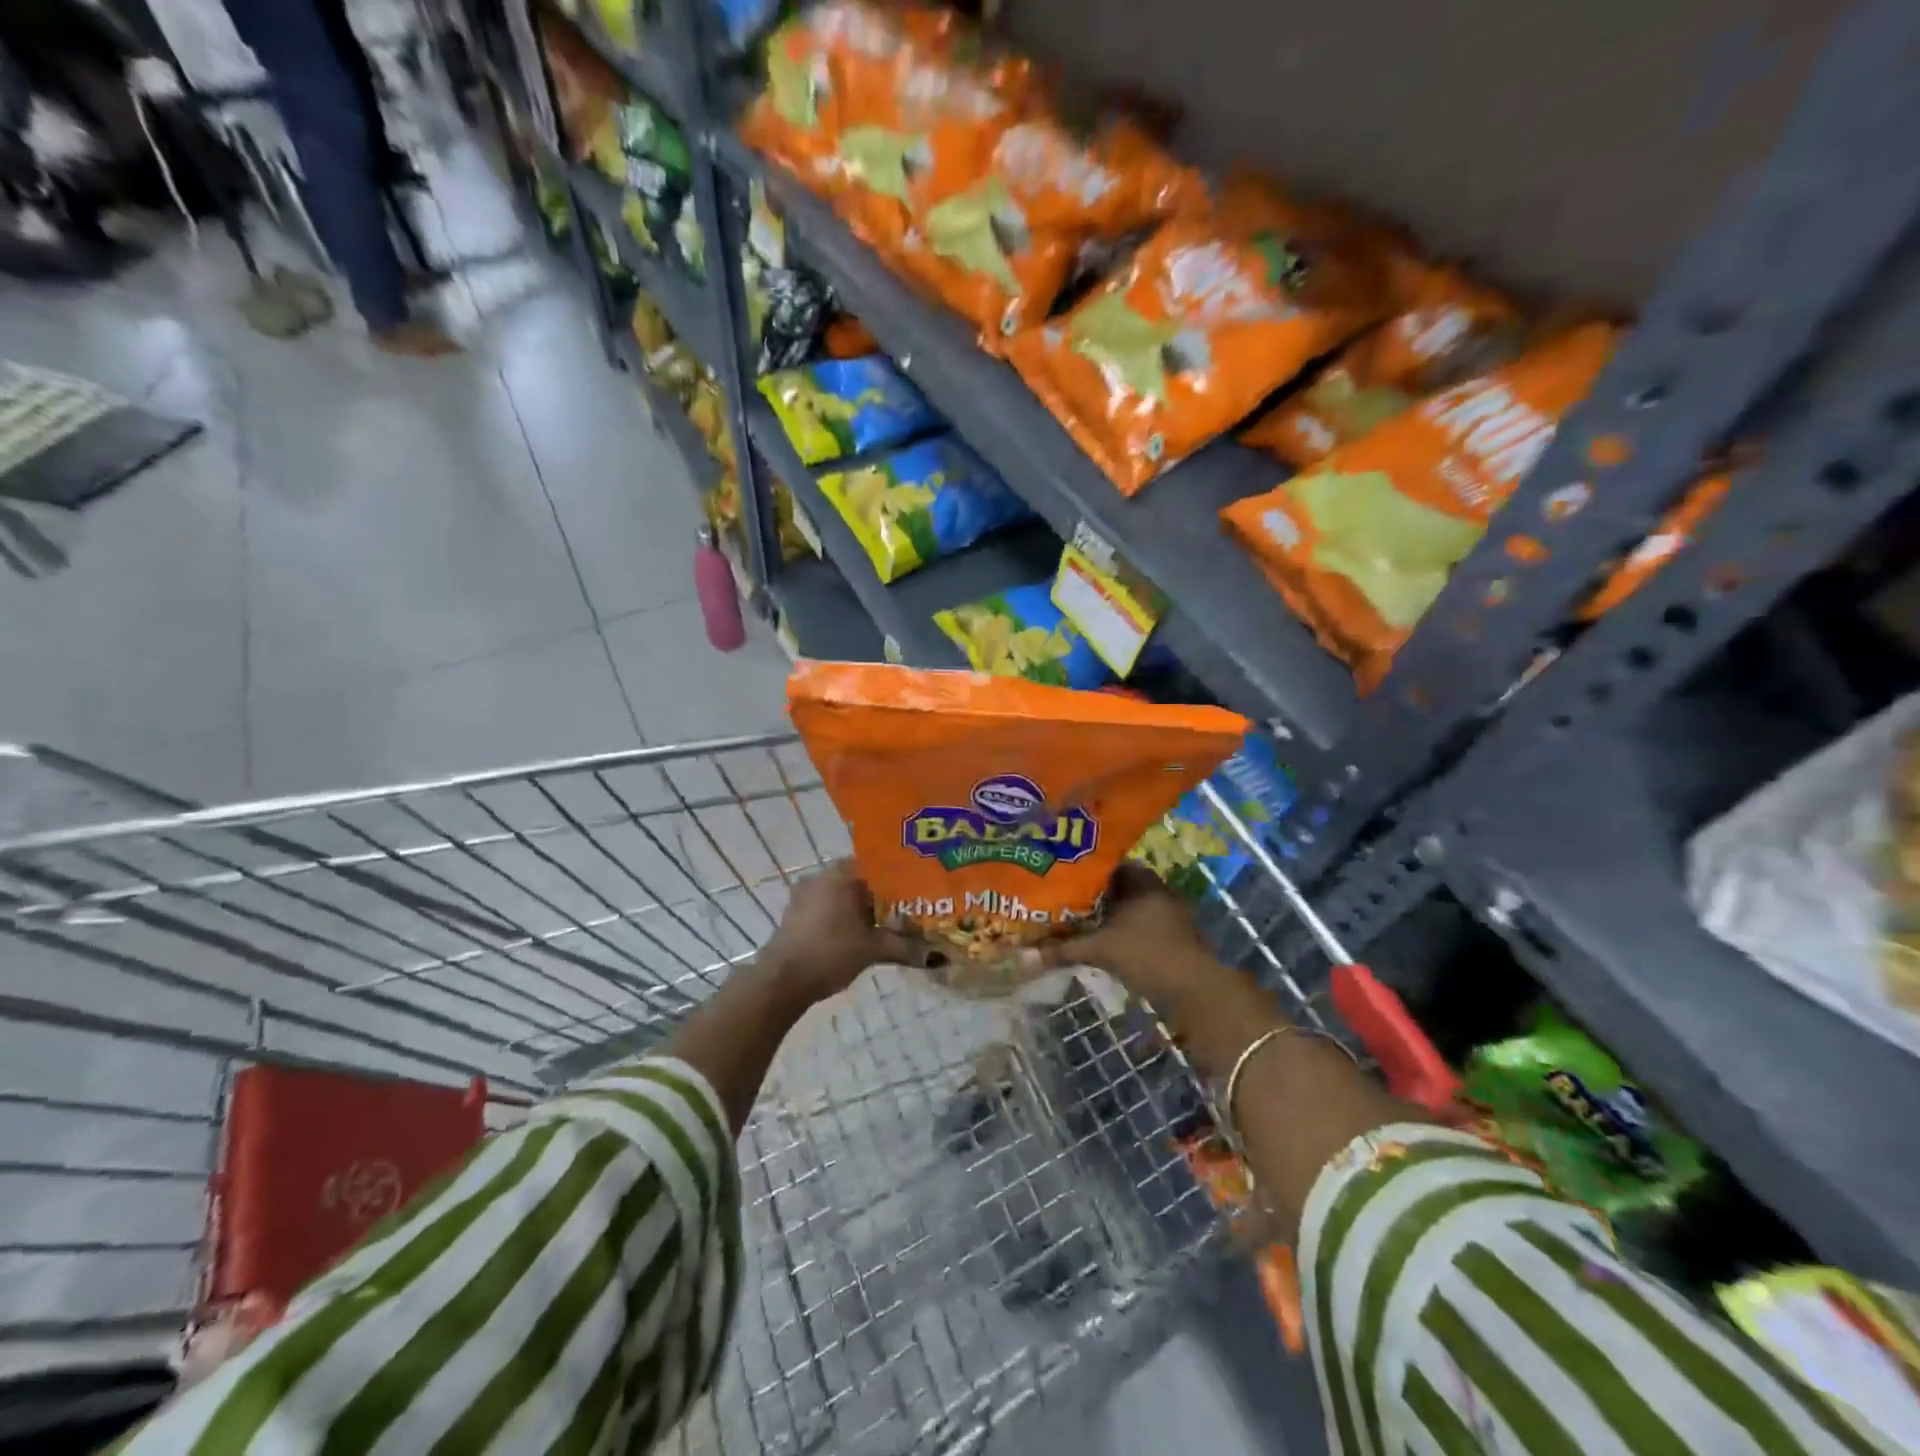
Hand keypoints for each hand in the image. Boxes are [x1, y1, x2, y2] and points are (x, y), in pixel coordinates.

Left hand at [760, 859, 920, 1003]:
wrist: (782, 981)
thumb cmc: (830, 953)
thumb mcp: (873, 949)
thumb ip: (905, 946)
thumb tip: (938, 954)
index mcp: (841, 874)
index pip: (878, 864)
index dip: (899, 878)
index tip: (916, 892)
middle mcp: (821, 875)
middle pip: (860, 879)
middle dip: (882, 896)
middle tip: (905, 912)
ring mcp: (804, 894)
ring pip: (842, 893)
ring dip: (861, 908)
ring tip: (884, 926)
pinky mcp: (795, 913)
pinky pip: (827, 906)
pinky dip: (843, 916)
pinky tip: (857, 935)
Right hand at [1026, 862, 1218, 1002]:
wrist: (1195, 990)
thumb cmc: (1147, 955)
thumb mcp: (1101, 950)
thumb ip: (1064, 949)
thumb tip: (1026, 955)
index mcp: (1142, 881)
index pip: (1109, 864)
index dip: (1085, 869)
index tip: (1062, 875)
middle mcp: (1156, 891)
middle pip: (1118, 886)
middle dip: (1092, 893)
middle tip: (1063, 898)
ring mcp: (1167, 914)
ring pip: (1128, 906)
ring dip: (1107, 914)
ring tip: (1075, 920)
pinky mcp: (1171, 936)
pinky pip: (1138, 923)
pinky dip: (1120, 929)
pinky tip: (1100, 939)